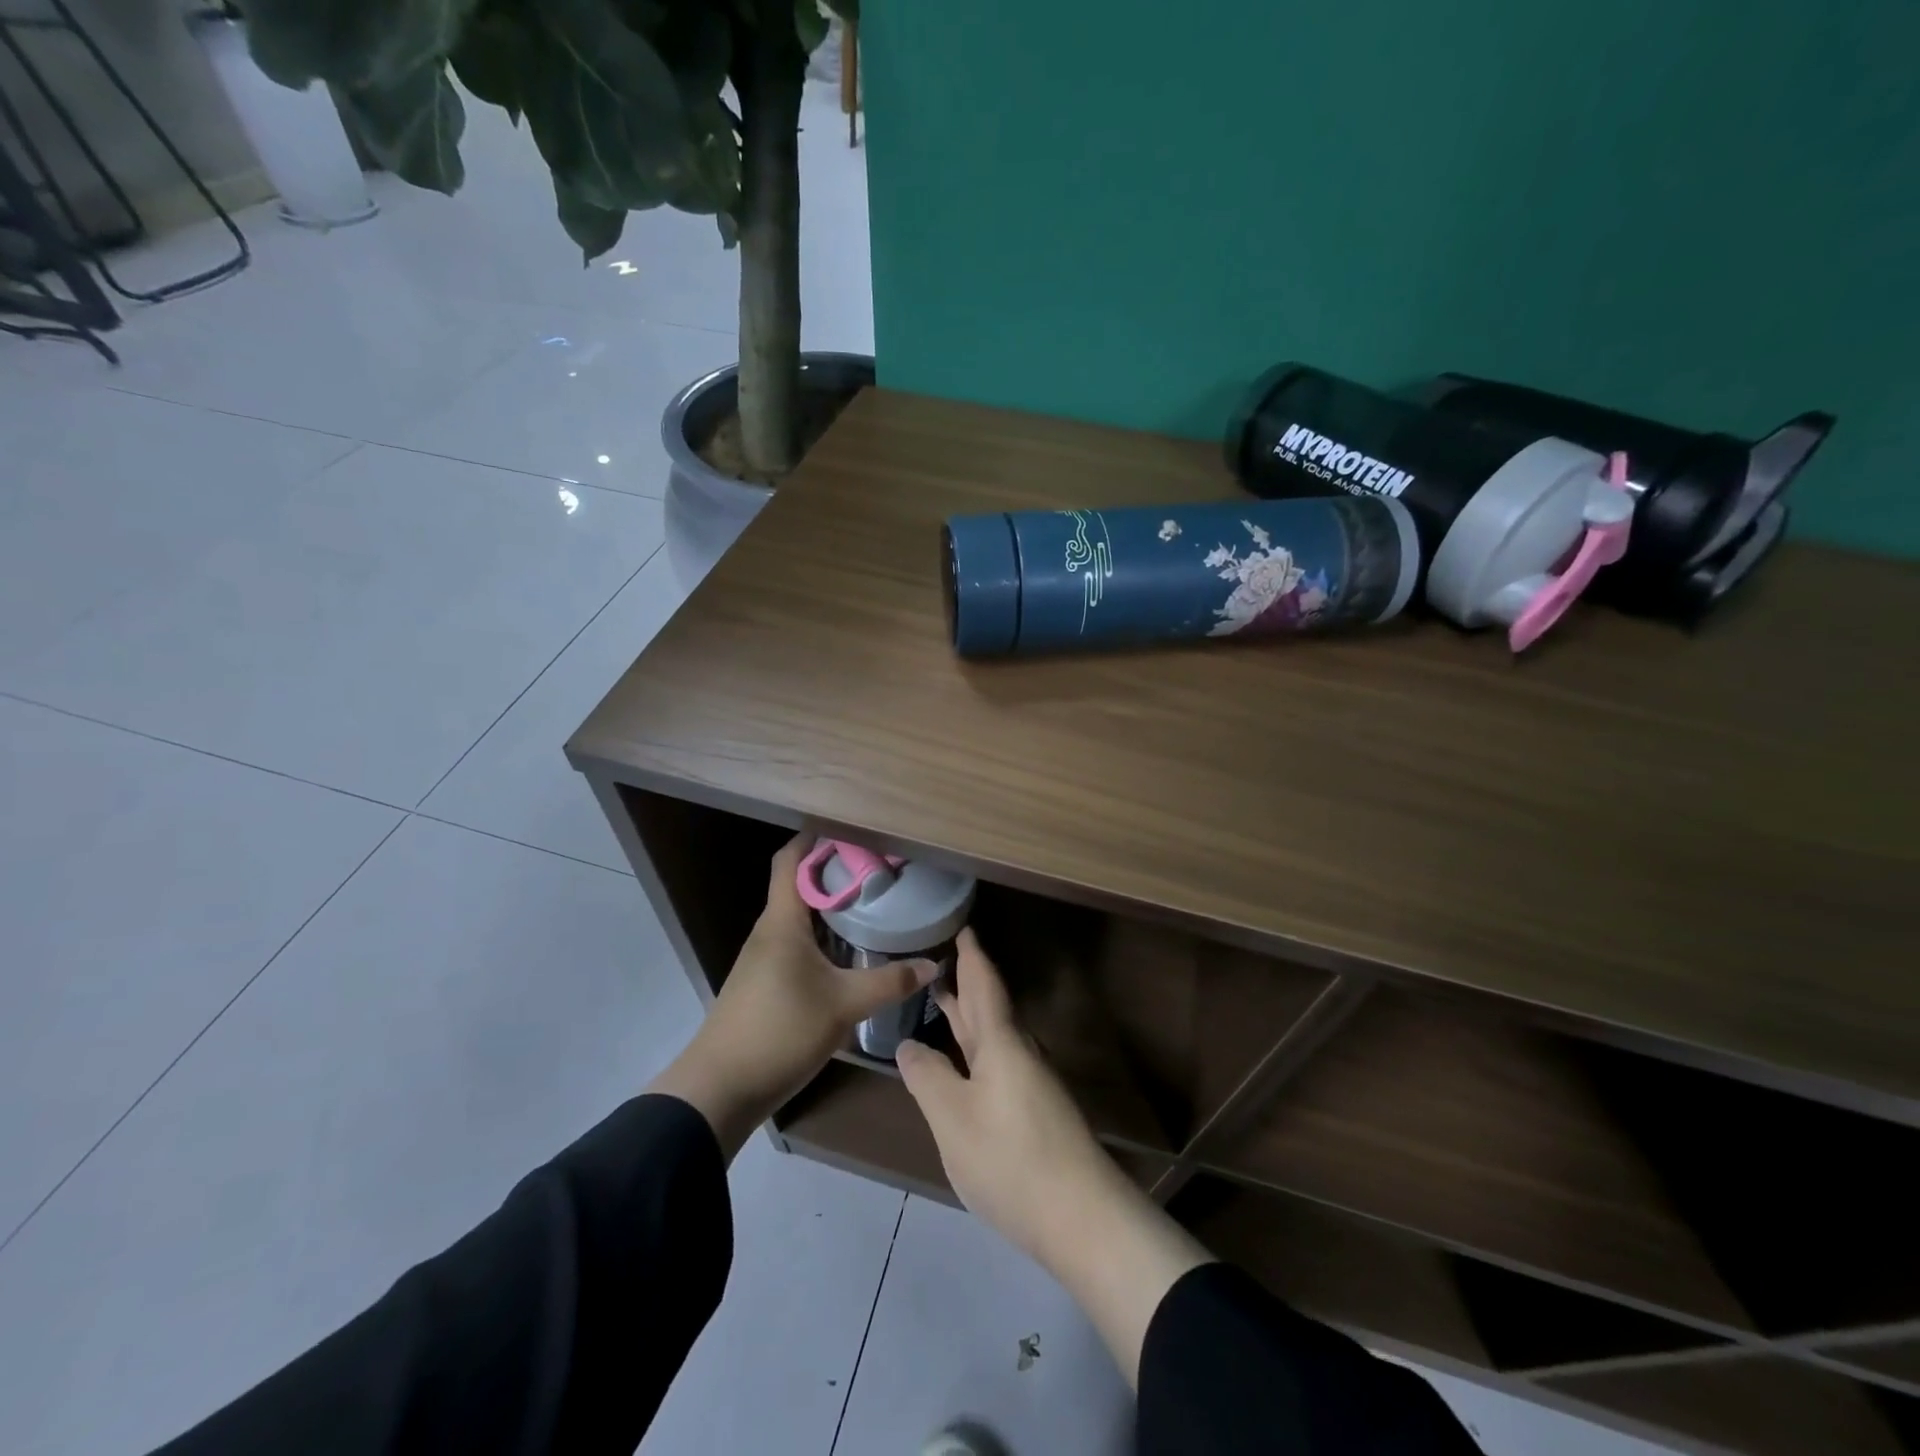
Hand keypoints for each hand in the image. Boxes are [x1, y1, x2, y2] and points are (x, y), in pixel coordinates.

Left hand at [649, 836, 939, 1158]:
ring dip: (830, 906)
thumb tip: (933, 965)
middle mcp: (769, 931)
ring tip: (872, 903)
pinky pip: (798, 944)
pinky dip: (824, 936)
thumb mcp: (843, 1006)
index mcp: (781, 921)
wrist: (720, 1089)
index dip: (816, 838)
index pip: (791, 859)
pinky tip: (851, 951)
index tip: (855, 832)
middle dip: (835, 871)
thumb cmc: (779, 1031)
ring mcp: (764, 958)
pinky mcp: (766, 983)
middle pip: (799, 885)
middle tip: (879, 868)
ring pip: (800, 917)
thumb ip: (889, 983)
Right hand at [894, 929, 1117, 1261]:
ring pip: (994, 1037)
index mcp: (1001, 1043)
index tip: (963, 928)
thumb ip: (928, 1077)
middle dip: (966, 984)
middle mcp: (1019, 1053)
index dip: (971, 956)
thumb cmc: (1010, 1158)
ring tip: (943, 1002)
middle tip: (939, 961)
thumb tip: (909, 1045)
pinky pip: (998, 1062)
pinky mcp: (1035, 1111)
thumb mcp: (953, 1119)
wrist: (1081, 1216)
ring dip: (969, 1018)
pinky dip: (976, 1049)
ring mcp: (1031, 1083)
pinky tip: (964, 1064)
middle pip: (989, 1007)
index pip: (983, 985)